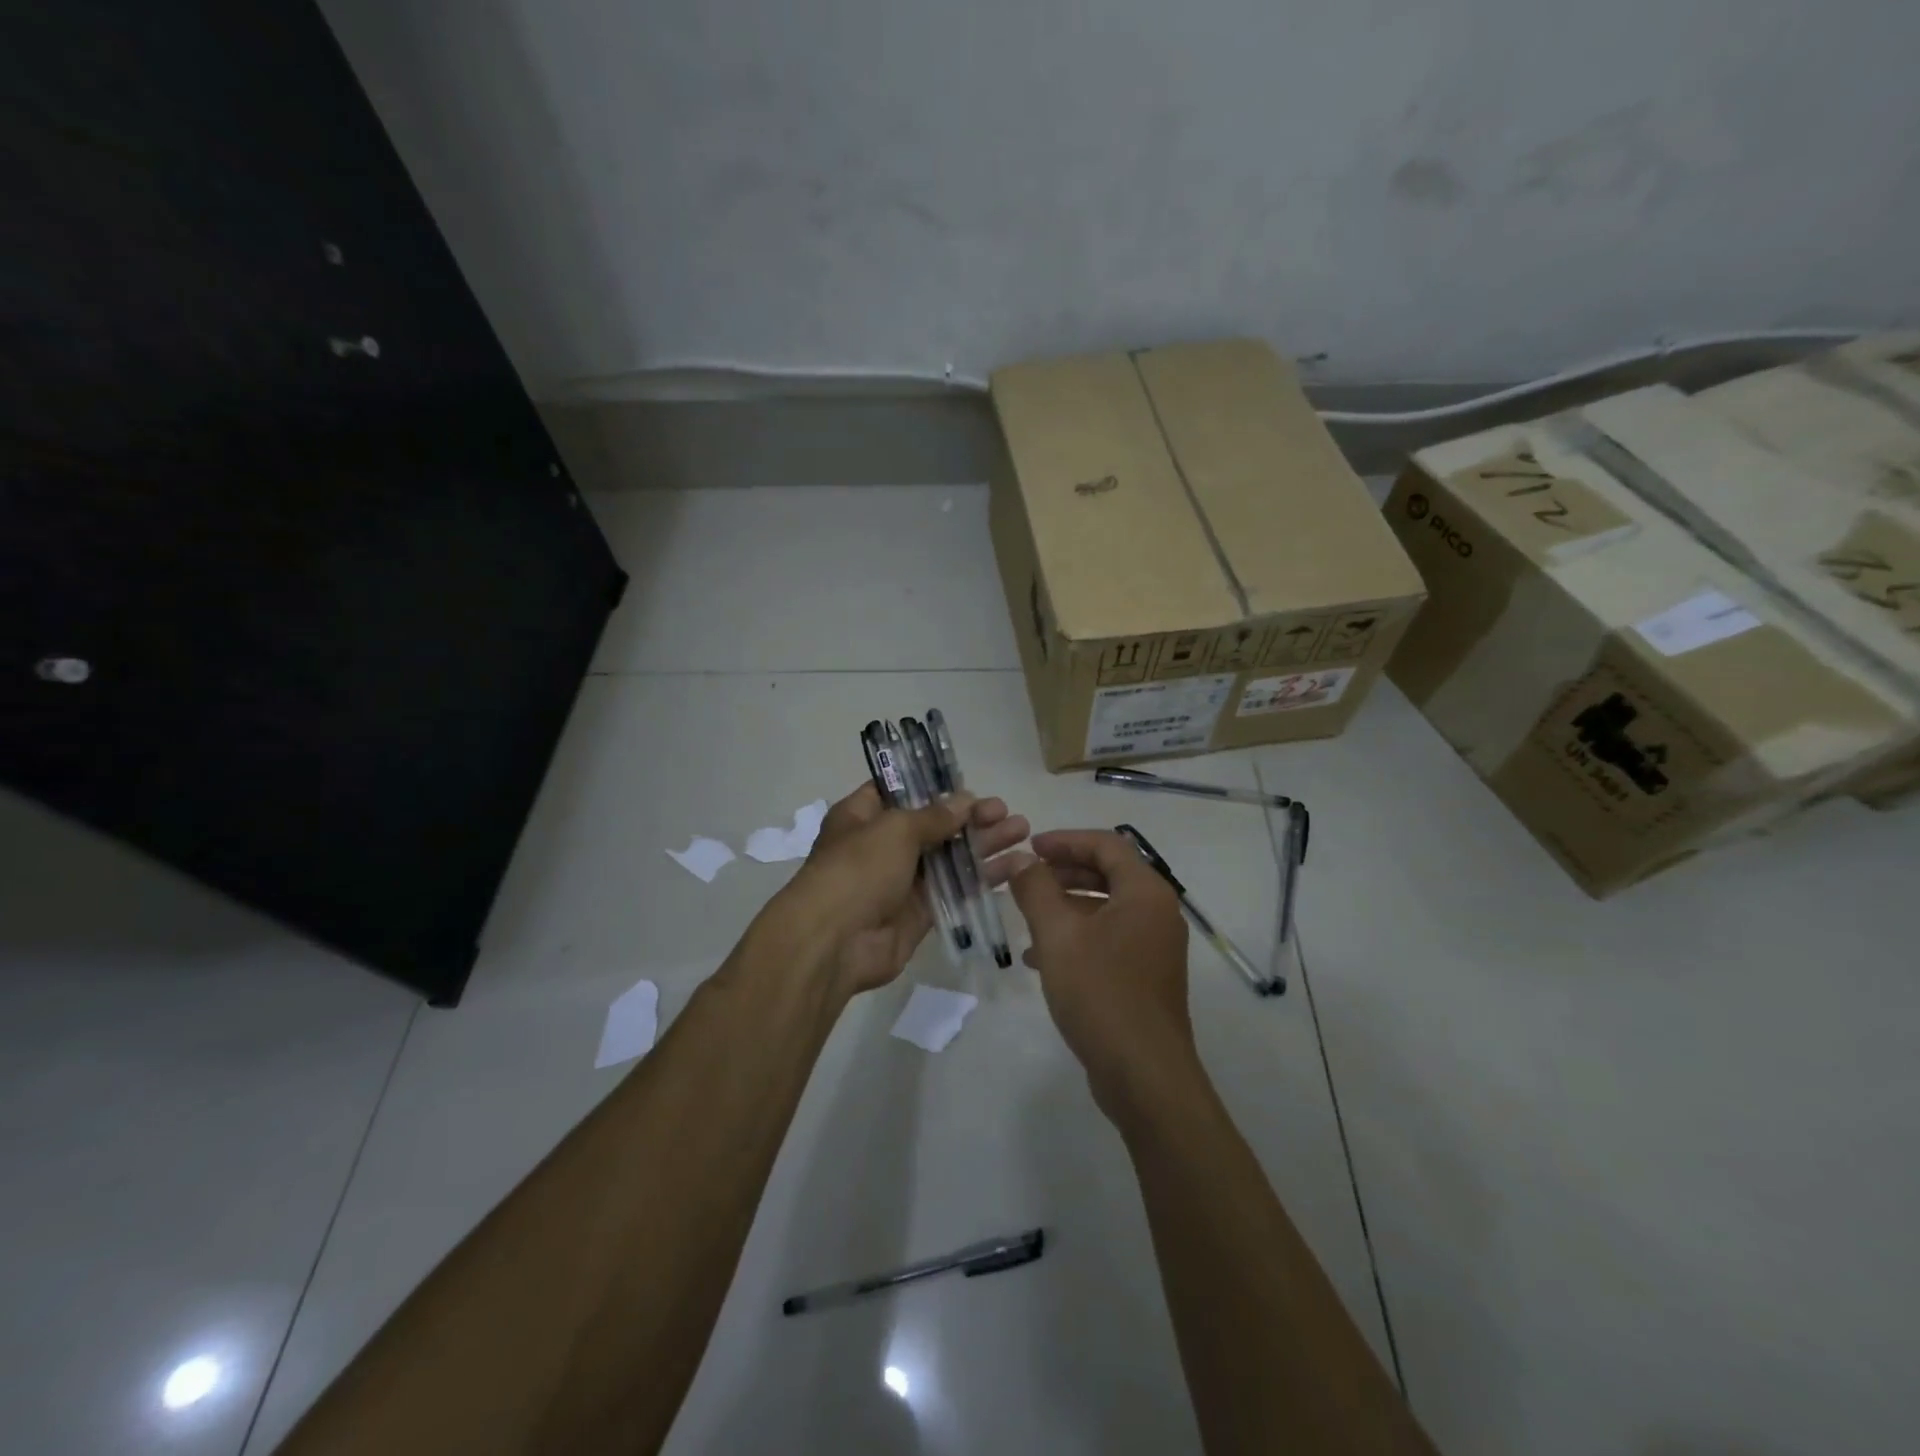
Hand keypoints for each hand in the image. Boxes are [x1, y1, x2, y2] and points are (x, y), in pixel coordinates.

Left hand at [775, 783, 1028, 998]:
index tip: (968, 783)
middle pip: (933, 824)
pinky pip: (955, 890)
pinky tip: (1013, 868)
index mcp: (863, 816)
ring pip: (949, 857)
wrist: (834, 943)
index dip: (933, 786)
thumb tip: (965, 800)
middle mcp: (881, 845)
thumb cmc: (857, 870)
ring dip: (984, 844)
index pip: (899, 791)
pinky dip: (982, 879)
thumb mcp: (894, 829)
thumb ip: (933, 815)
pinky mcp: (919, 912)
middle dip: (970, 817)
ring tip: (1022, 832)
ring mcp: (901, 880)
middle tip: (1006, 812)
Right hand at [1005, 830, 1197, 1116]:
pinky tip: (1040, 957)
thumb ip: (1035, 890)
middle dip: (1063, 872)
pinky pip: (1109, 938)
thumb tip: (1018, 860)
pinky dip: (1077, 936)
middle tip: (1024, 878)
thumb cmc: (1101, 993)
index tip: (1029, 847)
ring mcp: (1154, 946)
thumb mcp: (1058, 935)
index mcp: (1145, 892)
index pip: (1105, 844)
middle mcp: (1157, 912)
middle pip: (1107, 873)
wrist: (1144, 1075)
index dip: (1065, 840)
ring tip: (1025, 917)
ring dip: (1065, 905)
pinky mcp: (1146, 975)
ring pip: (1105, 908)